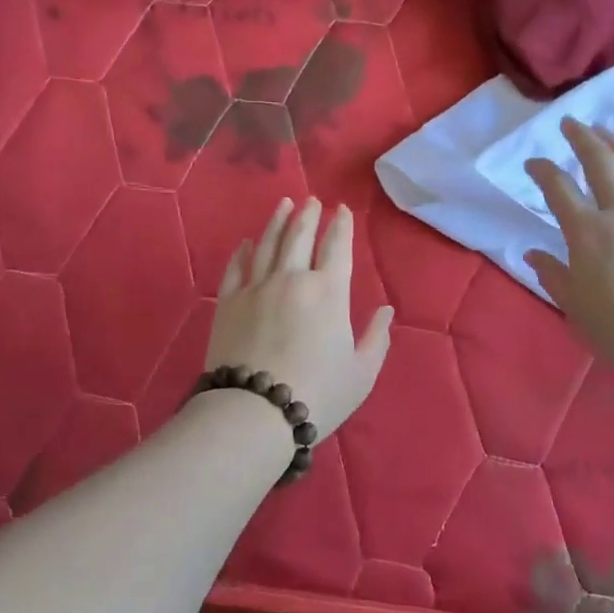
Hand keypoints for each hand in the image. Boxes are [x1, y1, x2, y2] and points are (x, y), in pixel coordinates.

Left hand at [204, 198, 394, 433]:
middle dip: (308, 215)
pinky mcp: (228, 302)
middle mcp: (292, 279)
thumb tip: (385, 310)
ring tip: (284, 204)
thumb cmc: (317, 394)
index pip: (337, 247)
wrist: (254, 412)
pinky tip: (246, 242)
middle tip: (311, 200)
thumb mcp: (361, 373)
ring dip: (277, 221)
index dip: (341, 226)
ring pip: (268, 244)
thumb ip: (377, 338)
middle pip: (300, 236)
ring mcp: (256, 287)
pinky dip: (242, 252)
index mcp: (329, 292)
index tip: (341, 209)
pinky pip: (236, 268)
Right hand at [523, 119, 613, 371]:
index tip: (532, 163)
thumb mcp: (574, 306)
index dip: (542, 170)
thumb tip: (535, 254)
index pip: (558, 188)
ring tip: (606, 133)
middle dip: (582, 139)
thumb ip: (553, 275)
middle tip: (571, 122)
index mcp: (587, 231)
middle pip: (600, 164)